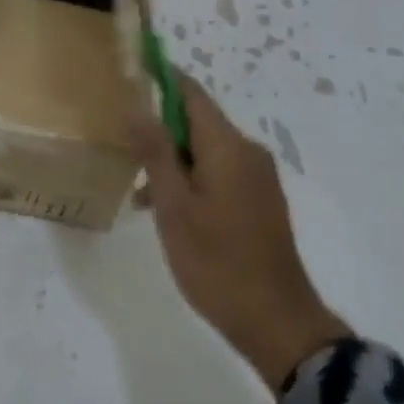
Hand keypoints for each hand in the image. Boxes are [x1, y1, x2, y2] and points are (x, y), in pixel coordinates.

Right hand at [128, 74, 350, 387]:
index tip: (128, 78)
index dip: (159, 78)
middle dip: (160, 131)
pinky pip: (220, 172)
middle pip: (196, 121)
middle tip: (125, 151)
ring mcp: (258, 177)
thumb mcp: (175, 207)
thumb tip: (135, 105)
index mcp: (227, 146)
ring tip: (142, 195)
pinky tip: (170, 212)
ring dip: (173, 162)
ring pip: (205, 150)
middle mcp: (247, 151)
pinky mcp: (261, 201)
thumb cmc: (218, 262)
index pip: (189, 91)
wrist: (279, 325)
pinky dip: (192, 180)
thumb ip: (155, 151)